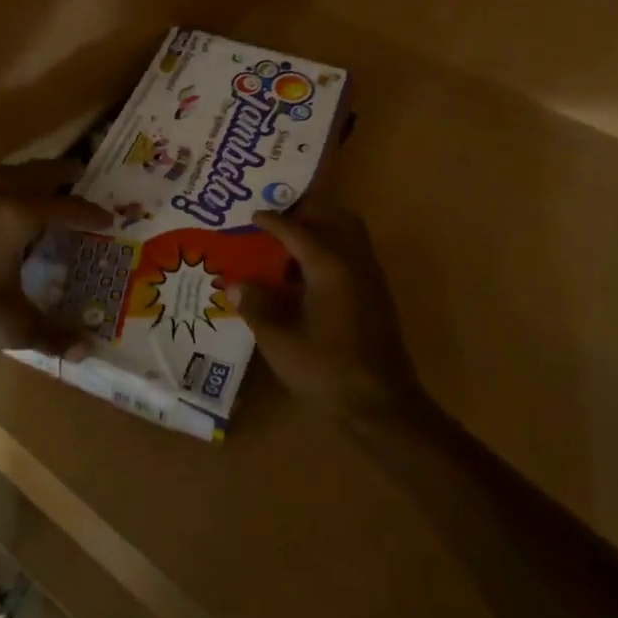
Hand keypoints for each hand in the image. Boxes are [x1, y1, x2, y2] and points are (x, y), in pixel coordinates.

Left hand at [0, 159, 111, 351]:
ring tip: (46, 184)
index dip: (89, 213)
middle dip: (63, 174)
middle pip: (37, 173)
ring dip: (31, 175)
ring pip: (8, 172)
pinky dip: (3, 185)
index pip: (66, 207)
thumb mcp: (13, 326)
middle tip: (83, 175)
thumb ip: (53, 335)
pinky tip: (1, 202)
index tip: (109, 217)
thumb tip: (88, 350)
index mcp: (18, 215)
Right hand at [238, 205, 421, 420]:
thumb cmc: (327, 370)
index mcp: (329, 266)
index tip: (253, 215)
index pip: (296, 230)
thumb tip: (235, 284)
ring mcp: (371, 278)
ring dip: (322, 230)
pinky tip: (309, 278)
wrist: (382, 404)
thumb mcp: (279, 341)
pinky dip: (332, 250)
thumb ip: (256, 307)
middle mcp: (354, 262)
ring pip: (349, 234)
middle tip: (278, 223)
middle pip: (334, 217)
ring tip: (291, 247)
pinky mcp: (377, 296)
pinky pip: (354, 255)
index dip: (272, 220)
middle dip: (306, 213)